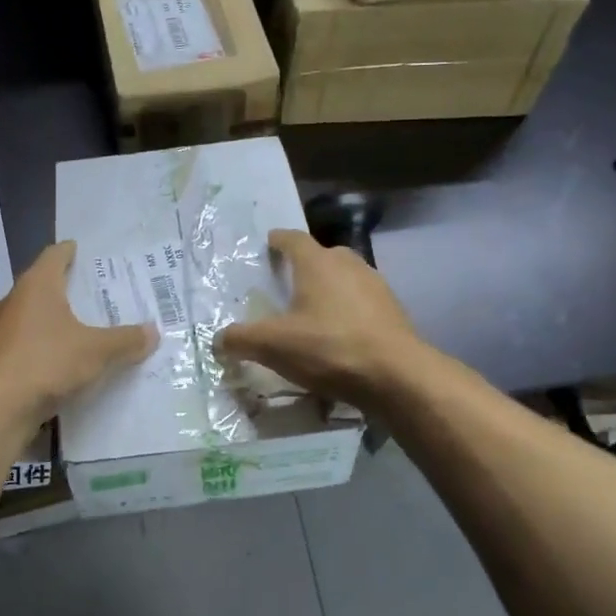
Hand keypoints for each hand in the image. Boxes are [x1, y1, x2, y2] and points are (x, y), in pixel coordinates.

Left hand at [0, 242, 156, 421]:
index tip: (80, 251)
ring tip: (73, 335)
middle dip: (61, 292)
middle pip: (39, 288)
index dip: (69, 252)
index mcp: (36, 286)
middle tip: (88, 298)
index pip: (54, 256)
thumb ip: (125, 340)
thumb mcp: (96, 352)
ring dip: (45, 325)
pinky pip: (17, 349)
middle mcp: (10, 302)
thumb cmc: (46, 363)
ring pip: (25, 320)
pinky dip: (34, 352)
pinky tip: (51, 368)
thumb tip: (153, 332)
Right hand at [213, 229, 422, 405]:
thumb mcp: (274, 346)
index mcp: (317, 263)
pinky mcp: (394, 312)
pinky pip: (363, 303)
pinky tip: (340, 336)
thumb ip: (241, 339)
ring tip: (314, 312)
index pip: (293, 238)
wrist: (397, 376)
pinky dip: (349, 312)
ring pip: (346, 279)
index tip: (268, 244)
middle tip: (287, 284)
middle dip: (305, 266)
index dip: (278, 240)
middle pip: (322, 256)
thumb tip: (218, 340)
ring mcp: (376, 286)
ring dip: (330, 289)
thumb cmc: (329, 348)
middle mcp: (348, 265)